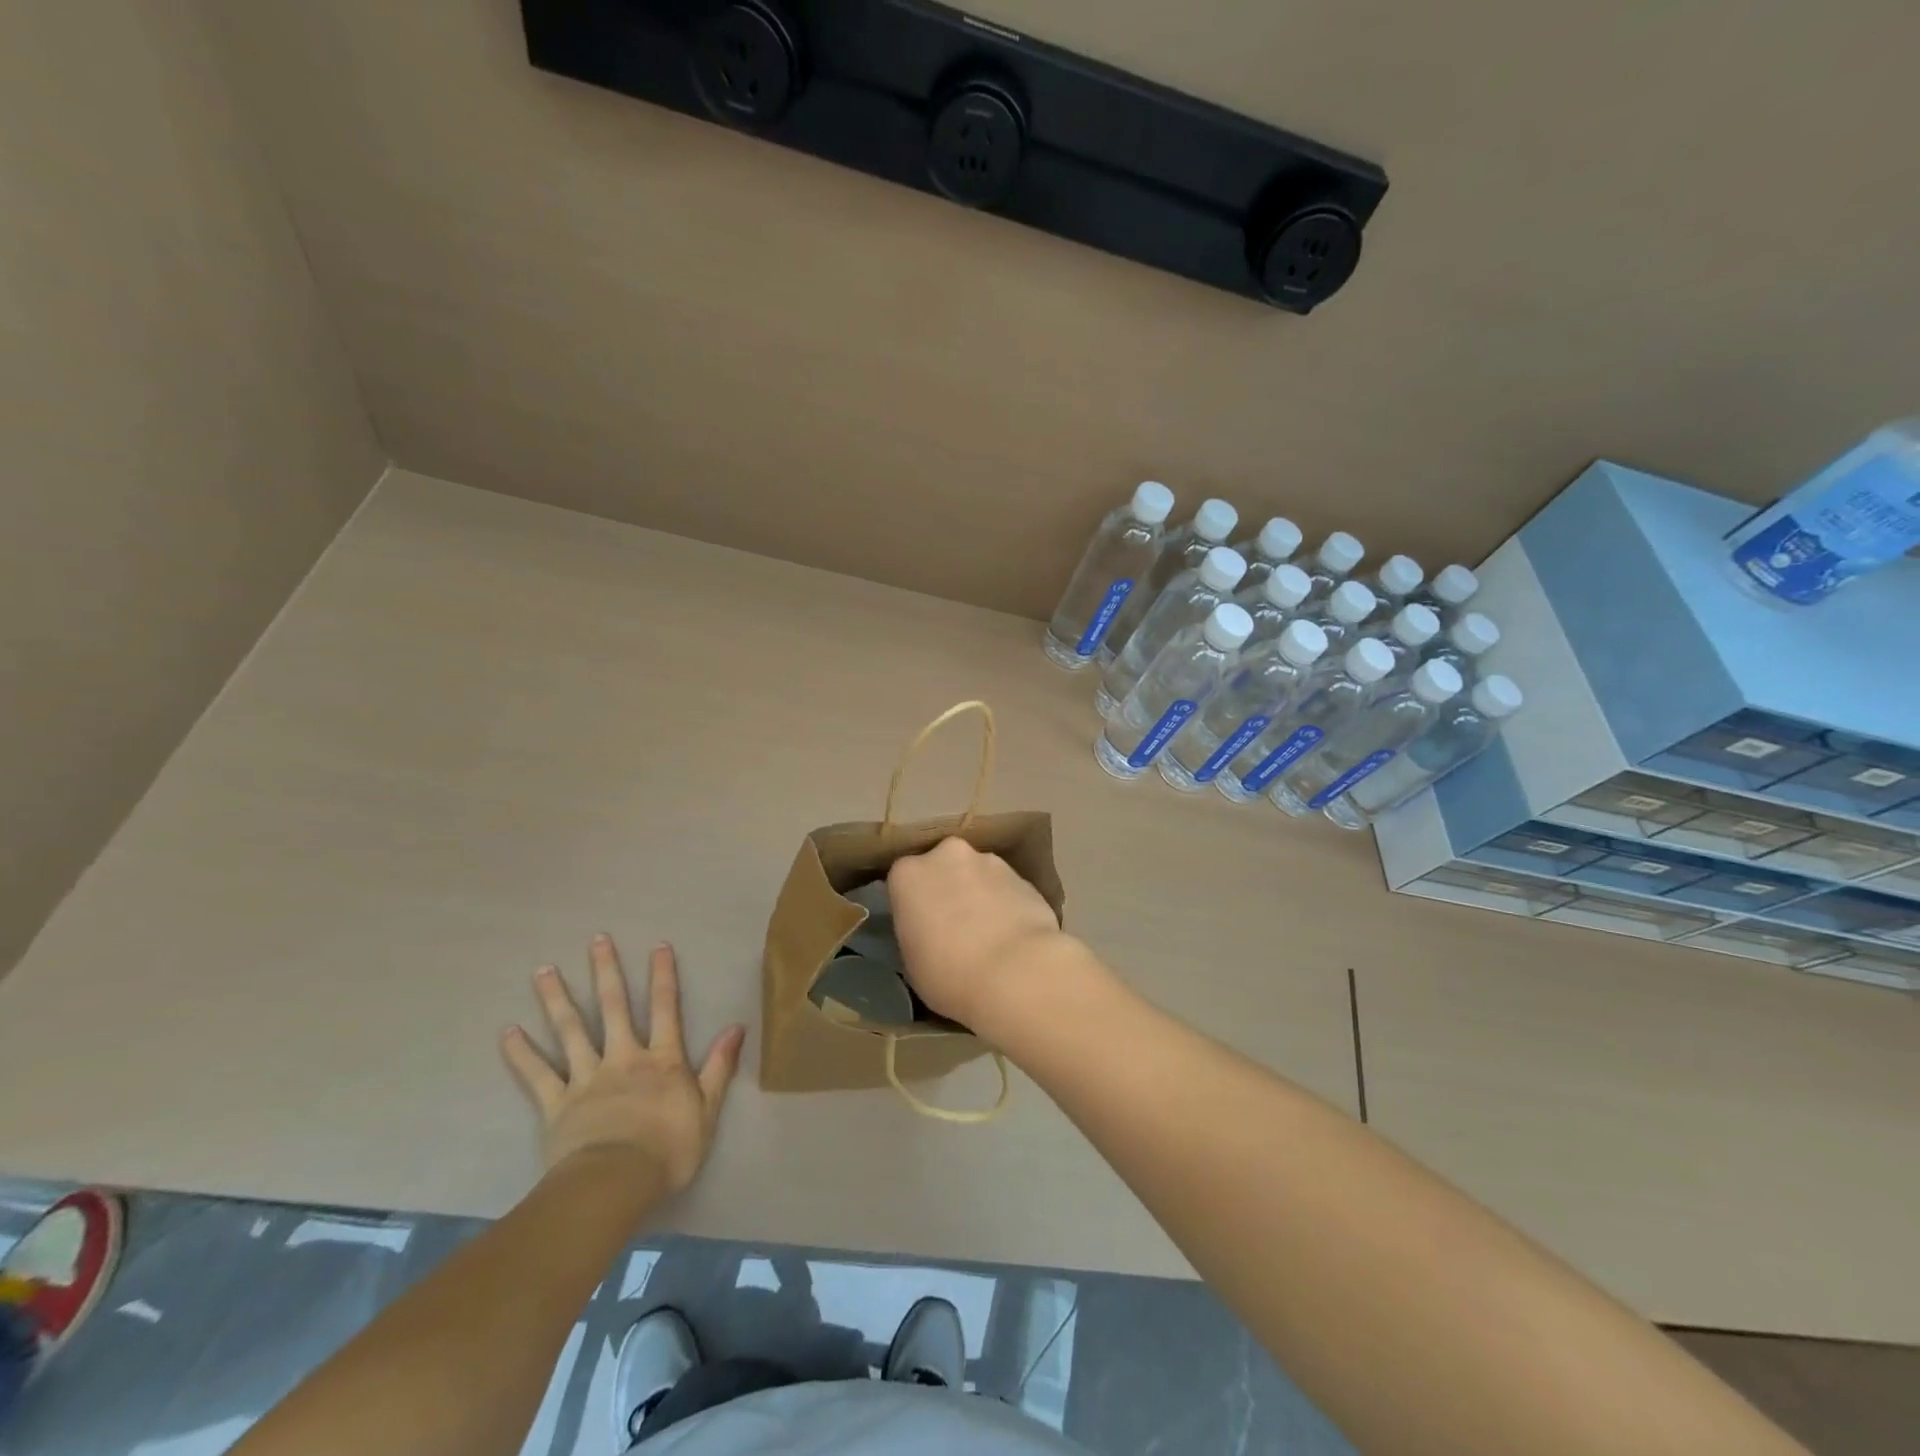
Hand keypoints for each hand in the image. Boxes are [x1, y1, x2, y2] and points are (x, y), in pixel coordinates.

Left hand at [501, 936, 745, 1195]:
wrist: (616, 1184)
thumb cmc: (668, 1149)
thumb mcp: (708, 1109)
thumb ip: (720, 1066)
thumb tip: (737, 1028)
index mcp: (661, 1059)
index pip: (666, 1008)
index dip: (663, 976)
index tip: (658, 945)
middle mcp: (623, 1057)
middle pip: (614, 1007)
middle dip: (606, 971)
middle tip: (597, 939)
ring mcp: (587, 1078)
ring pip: (571, 1030)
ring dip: (557, 998)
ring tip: (543, 969)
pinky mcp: (557, 1104)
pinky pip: (537, 1074)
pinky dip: (522, 1053)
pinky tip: (508, 1031)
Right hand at [886, 837, 1075, 1031]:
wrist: (1017, 973)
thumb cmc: (950, 975)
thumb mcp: (912, 962)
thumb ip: (915, 932)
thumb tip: (928, 931)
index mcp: (908, 874)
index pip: (903, 881)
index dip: (912, 904)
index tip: (919, 927)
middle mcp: (947, 855)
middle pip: (942, 867)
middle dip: (947, 889)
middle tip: (953, 926)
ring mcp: (989, 861)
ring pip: (977, 874)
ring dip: (979, 894)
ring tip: (989, 934)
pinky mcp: (1023, 875)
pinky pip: (1005, 888)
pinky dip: (1005, 904)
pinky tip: (1013, 935)